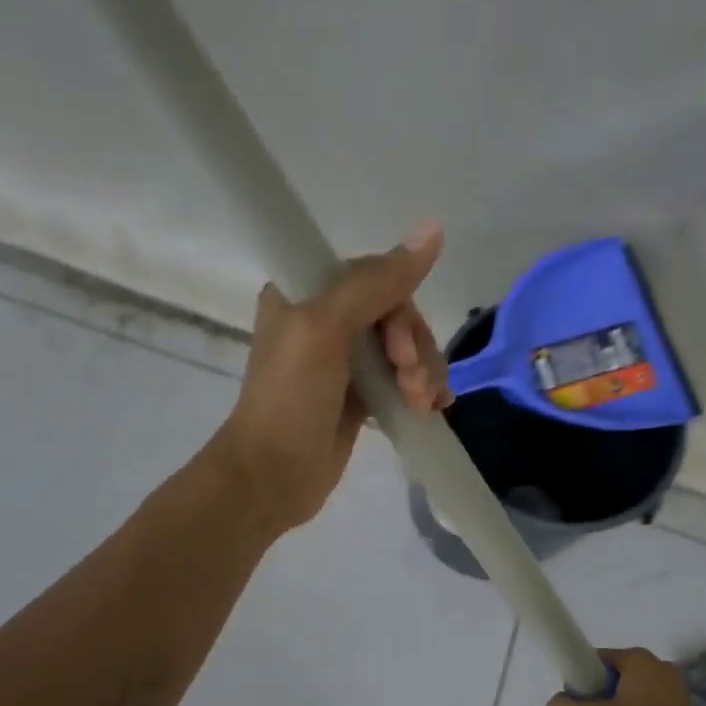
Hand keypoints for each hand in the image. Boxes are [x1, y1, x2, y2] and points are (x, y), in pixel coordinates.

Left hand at [212, 221, 451, 532]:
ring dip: (423, 372)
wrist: (271, 476)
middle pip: (395, 314)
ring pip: (404, 348)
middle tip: (414, 385)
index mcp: (305, 292)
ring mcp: (343, 361)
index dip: (398, 309)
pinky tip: (434, 409)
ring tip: (423, 404)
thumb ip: (377, 282)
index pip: (374, 278)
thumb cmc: (290, 398)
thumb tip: (434, 229)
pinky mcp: (358, 398)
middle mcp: (324, 320)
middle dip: (414, 348)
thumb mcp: (326, 329)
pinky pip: (402, 380)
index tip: (398, 349)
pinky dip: (422, 390)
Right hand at [545, 647, 700, 705]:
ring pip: (633, 691)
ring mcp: (676, 685)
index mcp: (637, 658)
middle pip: (615, 675)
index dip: (583, 680)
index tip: (580, 705)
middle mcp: (659, 664)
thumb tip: (555, 705)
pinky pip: (651, 704)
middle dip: (602, 695)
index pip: (597, 660)